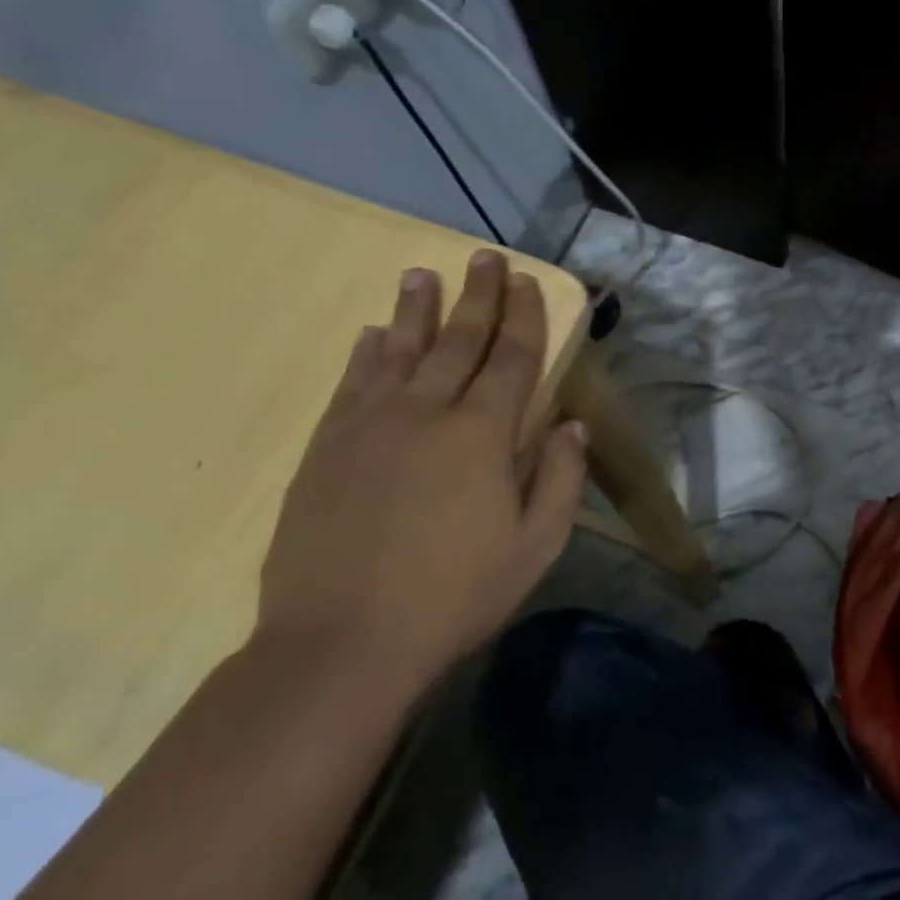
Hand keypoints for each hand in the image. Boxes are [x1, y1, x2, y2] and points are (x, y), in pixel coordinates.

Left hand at [257, 251, 587, 698]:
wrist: (342, 642)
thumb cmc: (455, 595)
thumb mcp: (535, 546)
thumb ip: (560, 479)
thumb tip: (572, 425)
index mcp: (482, 435)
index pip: (512, 360)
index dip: (525, 318)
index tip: (528, 282)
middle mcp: (426, 414)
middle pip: (458, 341)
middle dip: (477, 296)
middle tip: (484, 257)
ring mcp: (369, 427)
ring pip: (398, 351)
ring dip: (415, 309)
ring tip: (423, 273)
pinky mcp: (327, 448)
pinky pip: (351, 385)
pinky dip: (365, 354)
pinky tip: (371, 334)